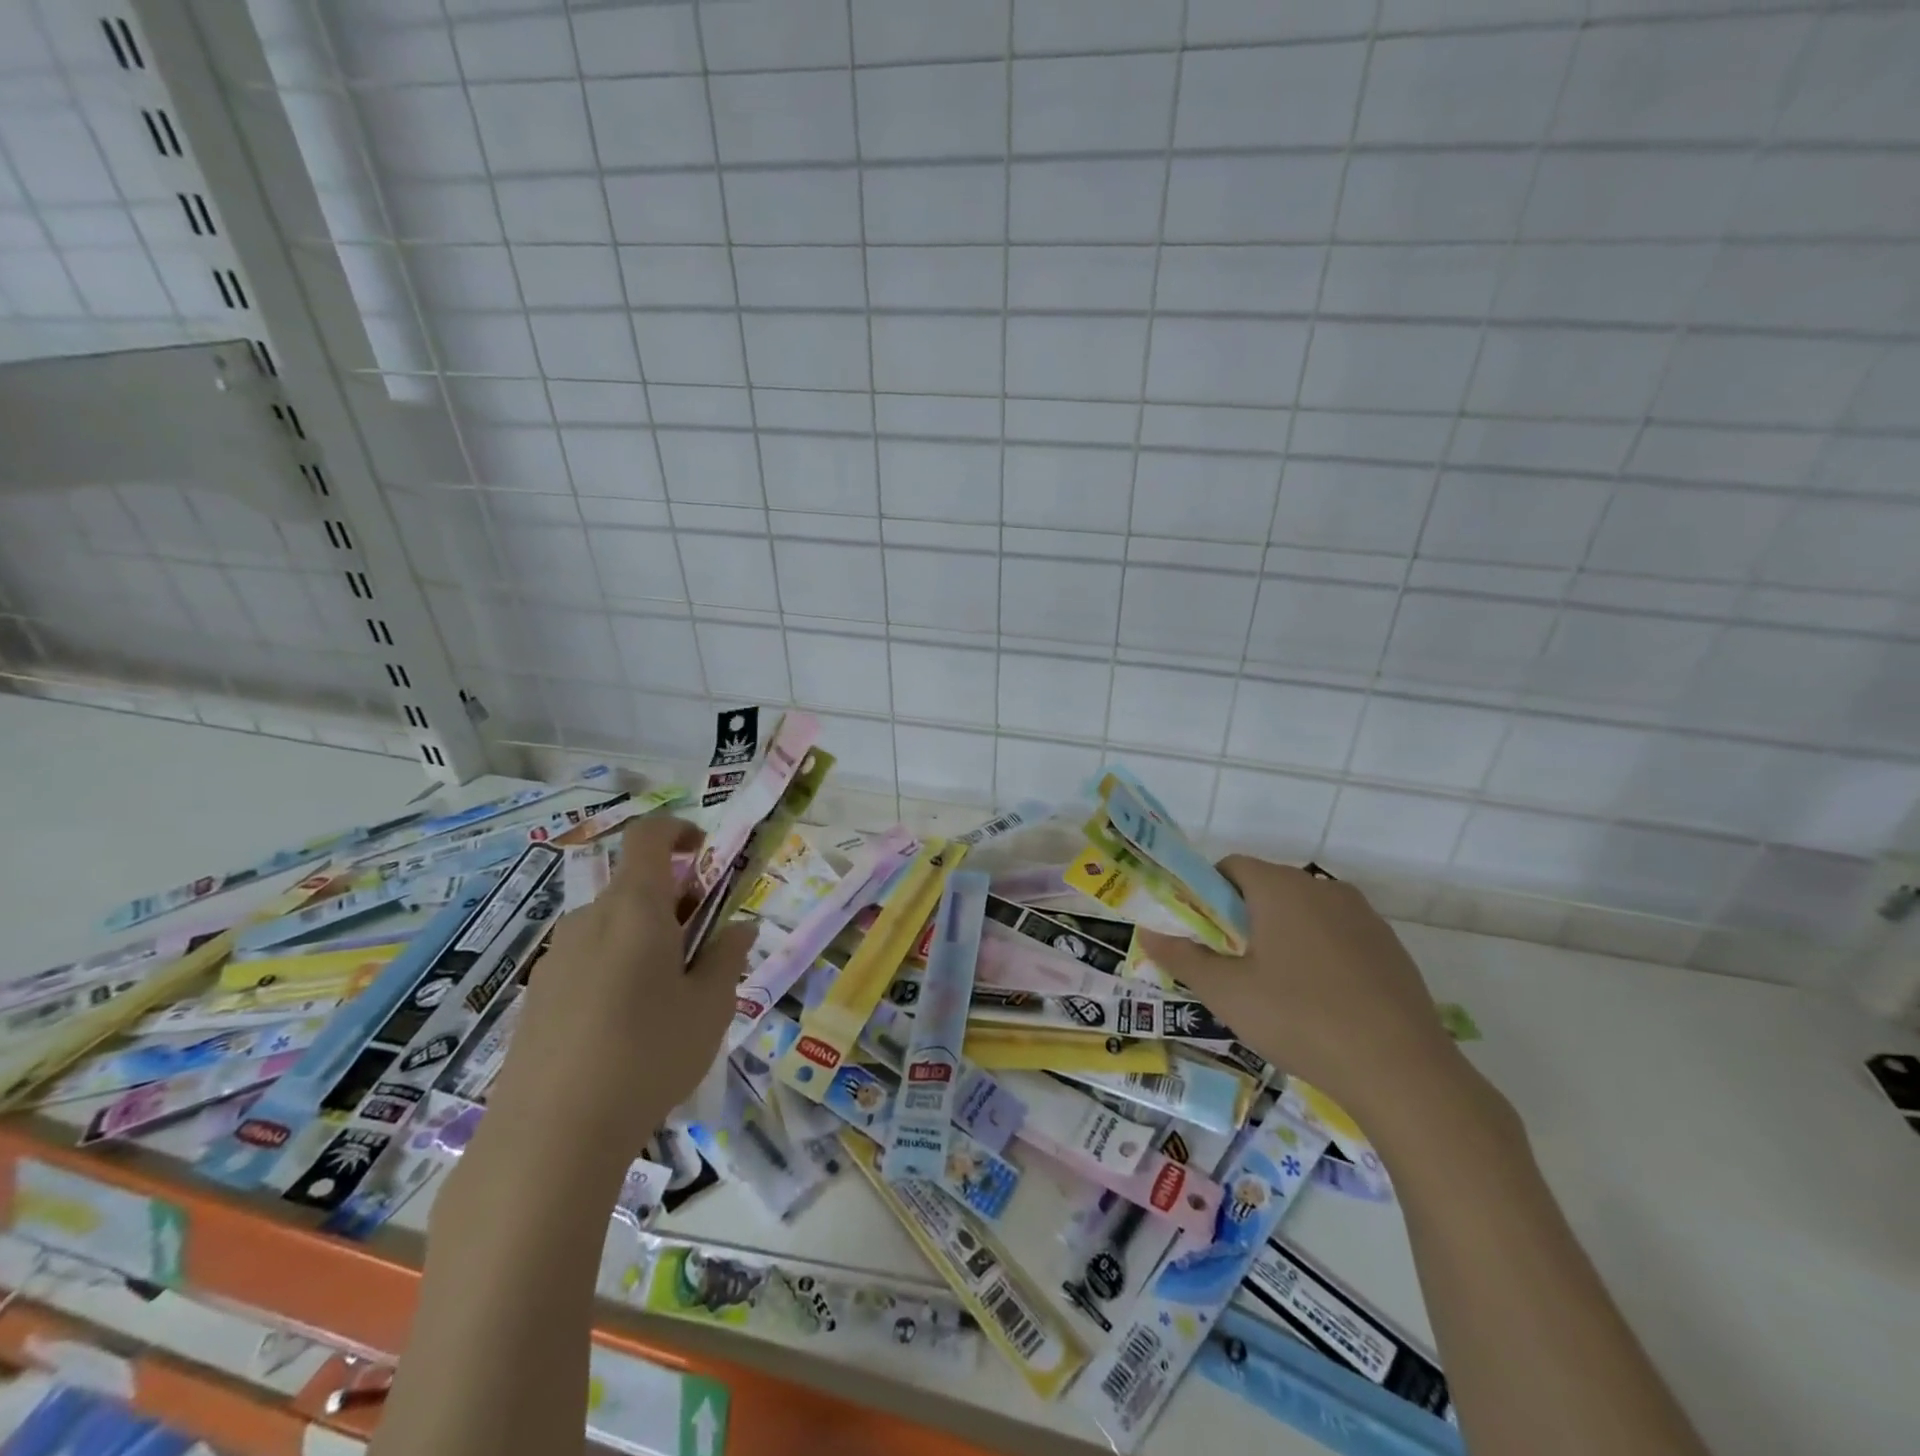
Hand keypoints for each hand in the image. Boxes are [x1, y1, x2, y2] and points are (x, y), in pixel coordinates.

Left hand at [481, 816, 754, 1172]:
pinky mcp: (537, 996)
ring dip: (645, 936)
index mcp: (635, 908)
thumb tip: (740, 928)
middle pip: (634, 885)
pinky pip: (587, 959)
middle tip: (704, 945)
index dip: (679, 831)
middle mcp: (590, 919)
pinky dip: (616, 966)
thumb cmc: (648, 1055)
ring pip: (611, 925)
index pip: (649, 837)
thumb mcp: (710, 1007)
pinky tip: (626, 1026)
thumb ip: (728, 957)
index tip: (705, 854)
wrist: (549, 1138)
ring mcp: (556, 958)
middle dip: (675, 900)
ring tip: (669, 994)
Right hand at [1138, 858, 1468, 1135]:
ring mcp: (1363, 916)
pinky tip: (1320, 1001)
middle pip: (1266, 888)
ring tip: (1275, 989)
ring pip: (1303, 912)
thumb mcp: (1226, 992)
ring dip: (1280, 936)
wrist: (1402, 1070)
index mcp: (1280, 887)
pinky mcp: (1389, 946)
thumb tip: (1146, 933)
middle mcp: (1322, 887)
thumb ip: (1182, 957)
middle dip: (1241, 919)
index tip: (1201, 936)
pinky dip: (1318, 954)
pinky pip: (1337, 935)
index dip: (1206, 895)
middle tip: (1231, 967)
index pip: (1230, 867)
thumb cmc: (1299, 1018)